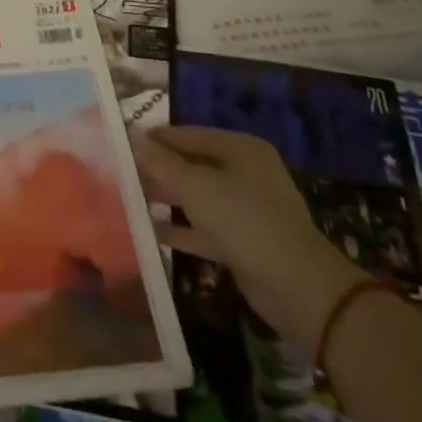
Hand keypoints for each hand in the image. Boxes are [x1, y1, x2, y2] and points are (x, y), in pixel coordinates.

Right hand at [133, 125, 367, 349]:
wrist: (296, 286)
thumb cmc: (243, 219)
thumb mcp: (195, 185)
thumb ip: (161, 163)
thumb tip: (132, 138)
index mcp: (240, 149)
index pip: (190, 135)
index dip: (158, 138)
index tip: (125, 143)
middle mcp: (246, 173)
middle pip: (195, 164)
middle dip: (162, 169)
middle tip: (125, 172)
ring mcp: (248, 210)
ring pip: (199, 197)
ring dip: (169, 198)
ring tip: (132, 198)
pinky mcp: (245, 243)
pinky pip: (206, 228)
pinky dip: (182, 228)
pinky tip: (153, 230)